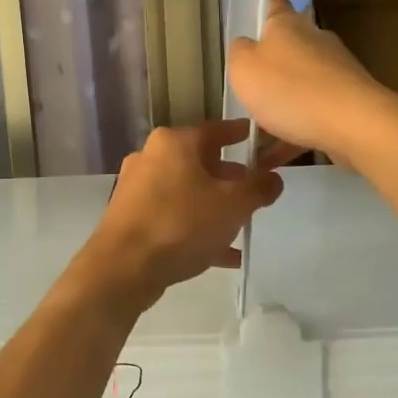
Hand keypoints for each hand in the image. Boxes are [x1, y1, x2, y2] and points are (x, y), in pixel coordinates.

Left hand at [80, 120, 285, 306]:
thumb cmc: (182, 223)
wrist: (123, 267)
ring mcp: (137, 189)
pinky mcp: (131, 218)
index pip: (215, 130)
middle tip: (255, 191)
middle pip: (200, 162)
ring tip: (242, 225)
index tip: (256, 137)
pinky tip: (223, 255)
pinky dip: (197, 229)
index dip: (239, 134)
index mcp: (174, 143)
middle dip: (229, 178)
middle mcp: (151, 157)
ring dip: (214, 207)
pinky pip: (173, 217)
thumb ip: (259, 188)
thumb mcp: (233, 205)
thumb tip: (274, 178)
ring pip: (187, 192)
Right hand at [226, 0, 394, 162]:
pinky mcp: (348, 101)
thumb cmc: (289, 89)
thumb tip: (246, 46)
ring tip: (257, 135)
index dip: (260, 15)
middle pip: (289, 47)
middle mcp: (315, 41)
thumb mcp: (244, 68)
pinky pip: (313, 113)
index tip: (248, 34)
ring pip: (301, 85)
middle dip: (271, 68)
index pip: (274, 6)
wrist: (353, 124)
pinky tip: (276, 158)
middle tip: (248, 92)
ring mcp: (336, 71)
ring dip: (281, 105)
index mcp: (288, 25)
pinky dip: (294, 132)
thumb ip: (239, 52)